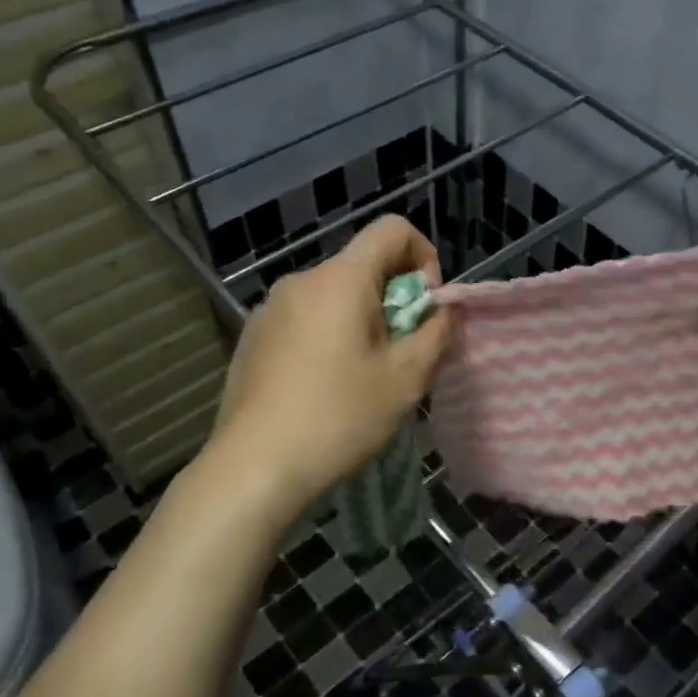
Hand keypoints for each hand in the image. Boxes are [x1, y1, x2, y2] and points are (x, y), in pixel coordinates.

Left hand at [209, 216, 454, 518]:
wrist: (254, 467)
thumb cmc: (340, 417)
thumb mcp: (406, 378)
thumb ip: (436, 333)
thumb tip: (444, 310)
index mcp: (340, 279)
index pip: (392, 229)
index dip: (423, 258)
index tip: (424, 309)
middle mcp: (301, 280)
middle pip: (363, 266)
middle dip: (394, 300)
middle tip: (400, 356)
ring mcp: (270, 308)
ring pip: (334, 296)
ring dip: (363, 322)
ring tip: (364, 378)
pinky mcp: (253, 337)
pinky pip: (306, 319)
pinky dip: (329, 337)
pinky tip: (325, 388)